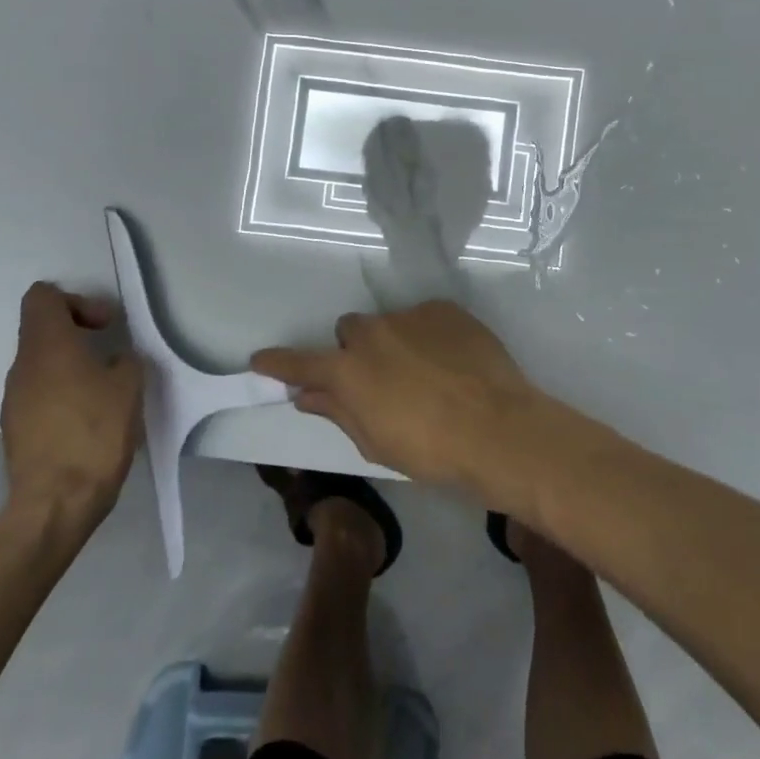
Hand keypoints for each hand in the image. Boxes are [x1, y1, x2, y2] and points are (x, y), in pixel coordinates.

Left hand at [0, 282, 145, 533]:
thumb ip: (125, 360)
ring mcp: (14, 400)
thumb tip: (116, 360)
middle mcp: (22, 366)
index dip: (76, 300)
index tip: (105, 325)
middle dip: (78, 334)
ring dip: (71, 366)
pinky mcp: (16, 429)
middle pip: (42, 330)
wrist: (56, 503)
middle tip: (111, 354)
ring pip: (41, 364)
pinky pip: (39, 394)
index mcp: (47, 346)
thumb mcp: (129, 386)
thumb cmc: (95, 433)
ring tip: (104, 391)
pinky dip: (63, 394)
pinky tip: (89, 420)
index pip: (42, 297)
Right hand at [250, 300, 542, 493]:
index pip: (300, 362)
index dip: (278, 362)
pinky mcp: (445, 309)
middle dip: (355, 352)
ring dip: (395, 344)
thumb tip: (307, 395)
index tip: (260, 359)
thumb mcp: (375, 442)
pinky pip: (425, 319)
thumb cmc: (430, 450)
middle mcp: (373, 332)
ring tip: (426, 375)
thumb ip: (337, 411)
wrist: (499, 429)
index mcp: (349, 369)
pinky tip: (451, 363)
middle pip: (349, 332)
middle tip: (378, 382)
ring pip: (390, 324)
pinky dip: (428, 337)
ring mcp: (411, 315)